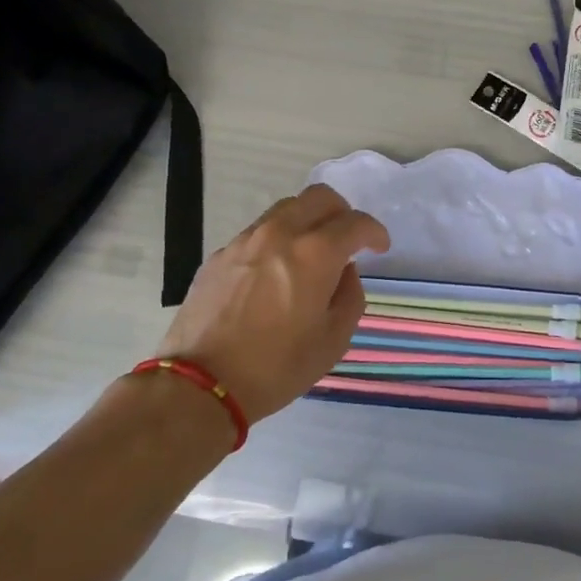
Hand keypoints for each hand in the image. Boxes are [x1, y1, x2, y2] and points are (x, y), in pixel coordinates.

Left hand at [154, 185, 389, 421]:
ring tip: (310, 252)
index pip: (356, 223)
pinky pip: (259, 231)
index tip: (379, 248)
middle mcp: (281, 233)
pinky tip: (275, 272)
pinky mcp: (221, 254)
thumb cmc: (276, 367)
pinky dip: (278, 239)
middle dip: (342, 212)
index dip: (374, 232)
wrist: (201, 384)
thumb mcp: (333, 341)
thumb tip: (344, 272)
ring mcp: (246, 240)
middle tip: (348, 240)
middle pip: (320, 197)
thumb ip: (350, 297)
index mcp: (315, 253)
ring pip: (287, 208)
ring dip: (308, 221)